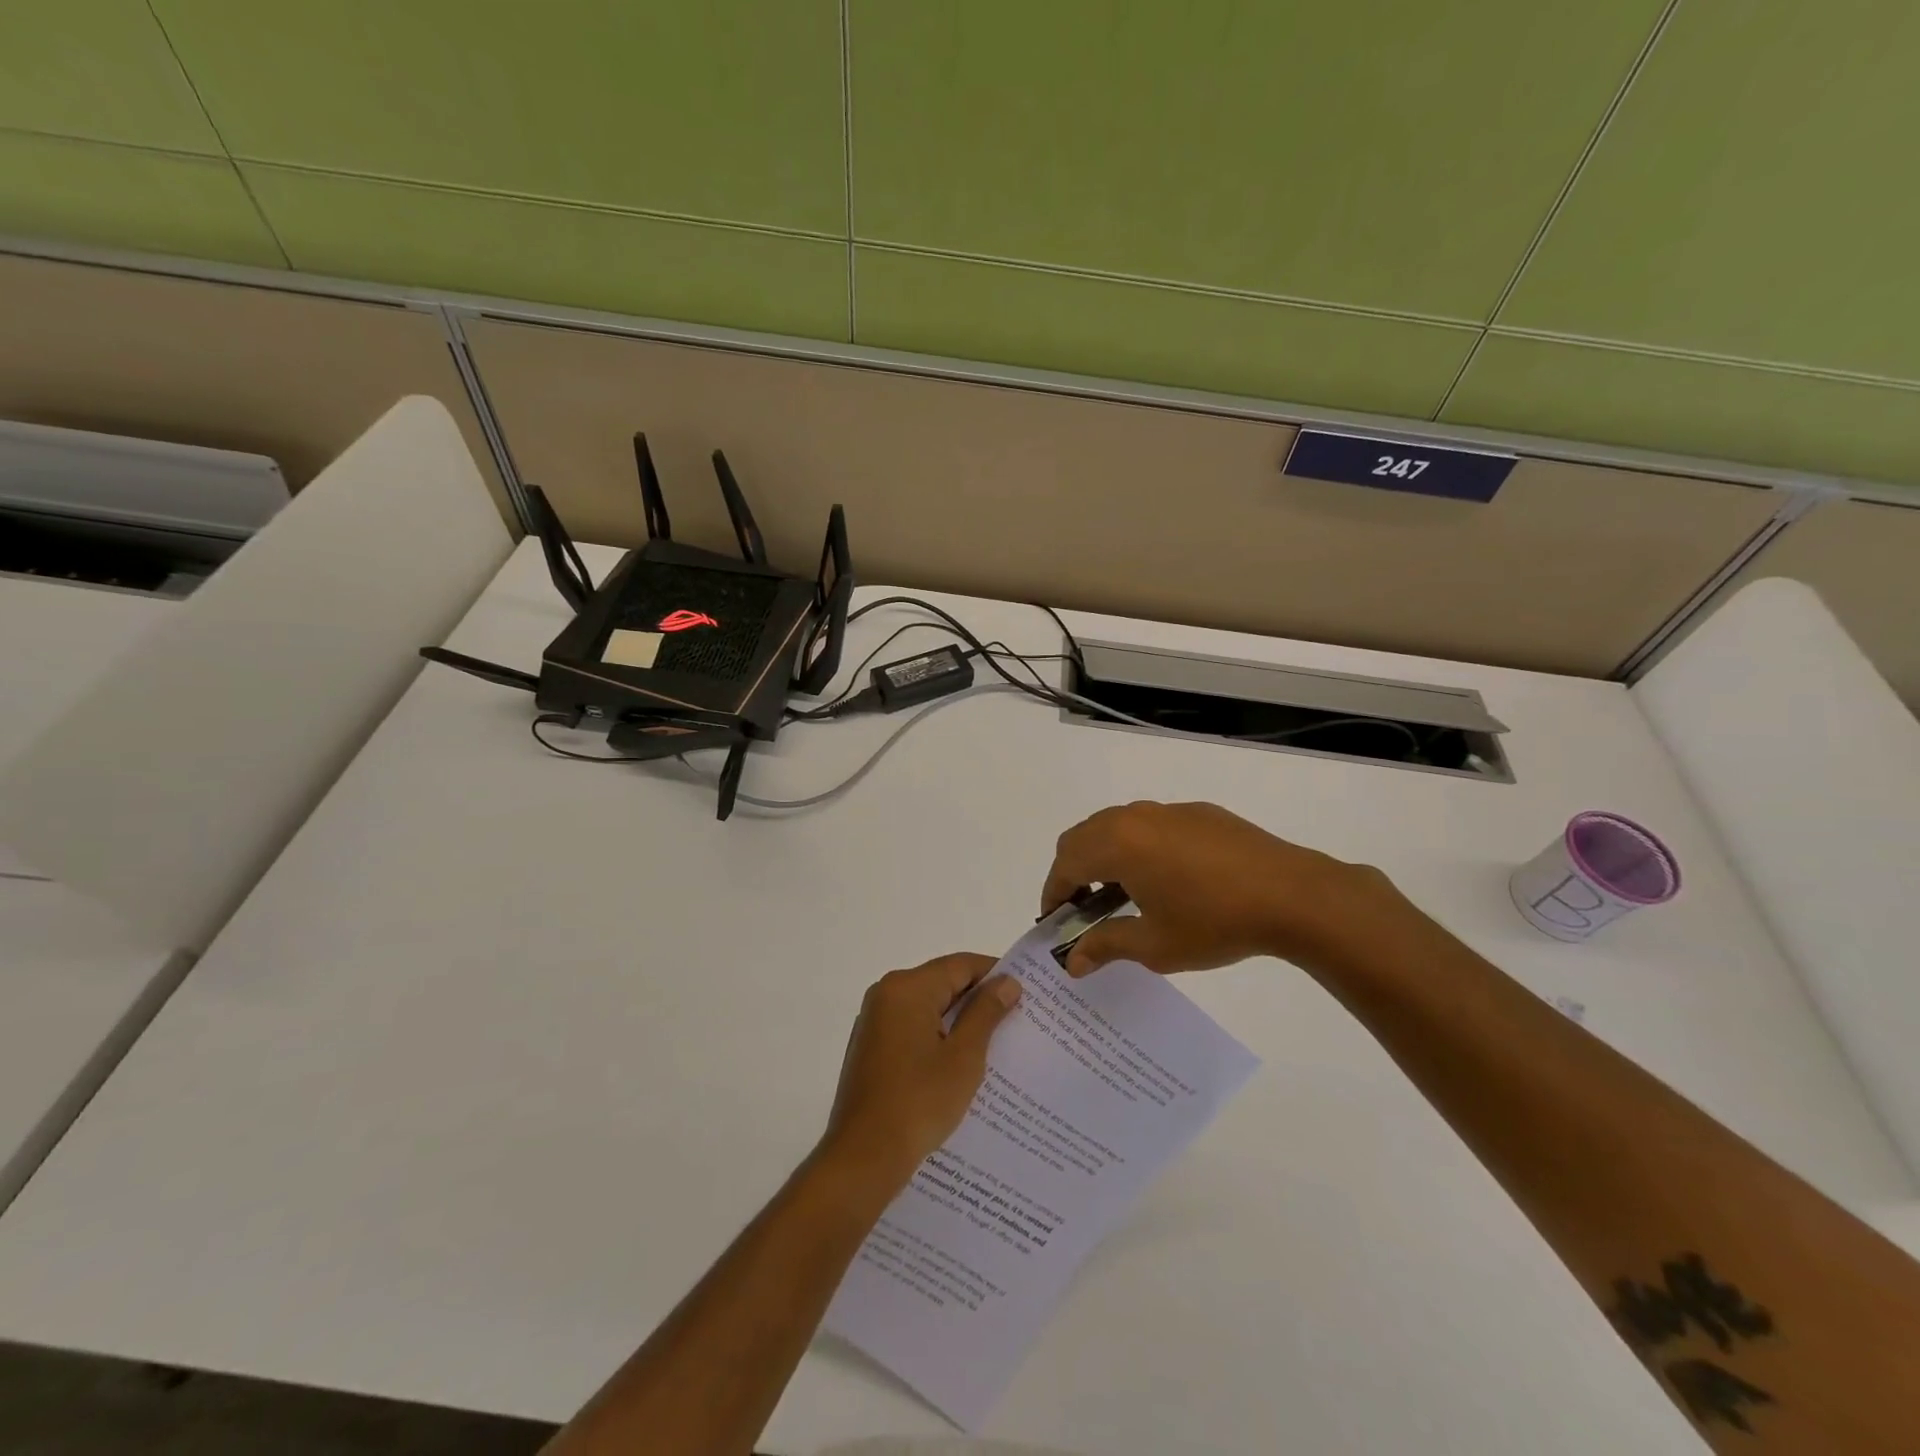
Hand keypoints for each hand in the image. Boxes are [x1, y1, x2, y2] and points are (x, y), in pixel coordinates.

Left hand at [817, 954, 1022, 1193]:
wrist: (863, 1157)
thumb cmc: (919, 1102)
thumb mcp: (964, 1056)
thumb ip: (986, 1013)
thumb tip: (1007, 982)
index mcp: (907, 988)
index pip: (960, 965)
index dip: (995, 974)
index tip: (1026, 992)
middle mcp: (886, 994)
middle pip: (942, 983)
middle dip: (978, 999)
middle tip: (1018, 1018)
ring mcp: (875, 1021)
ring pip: (928, 1007)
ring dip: (959, 1021)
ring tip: (996, 1042)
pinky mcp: (871, 1047)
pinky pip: (912, 1027)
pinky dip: (937, 1036)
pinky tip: (961, 1063)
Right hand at [1042, 800, 1411, 977]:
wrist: (1293, 895)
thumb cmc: (1214, 922)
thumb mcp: (1154, 945)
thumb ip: (1105, 946)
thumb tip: (1072, 961)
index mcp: (1117, 843)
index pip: (1066, 862)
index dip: (1053, 892)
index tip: (1055, 920)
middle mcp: (1135, 817)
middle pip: (1084, 836)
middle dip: (1073, 870)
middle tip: (1082, 908)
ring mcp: (1169, 811)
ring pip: (1117, 825)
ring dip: (1105, 855)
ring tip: (1121, 894)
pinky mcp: (1200, 813)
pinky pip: (1151, 825)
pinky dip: (1138, 847)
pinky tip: (1165, 879)